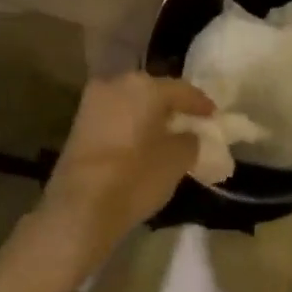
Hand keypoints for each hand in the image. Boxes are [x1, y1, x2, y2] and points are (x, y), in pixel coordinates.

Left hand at [38, 73, 211, 267]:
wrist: (79, 208)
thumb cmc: (136, 177)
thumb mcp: (177, 160)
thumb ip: (189, 140)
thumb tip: (189, 136)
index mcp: (145, 86)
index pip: (182, 90)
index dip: (201, 104)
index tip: (214, 115)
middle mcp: (117, 83)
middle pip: (153, 91)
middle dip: (171, 106)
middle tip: (188, 122)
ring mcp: (93, 102)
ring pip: (131, 103)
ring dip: (148, 115)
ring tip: (165, 133)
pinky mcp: (78, 124)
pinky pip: (115, 117)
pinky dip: (130, 125)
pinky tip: (141, 142)